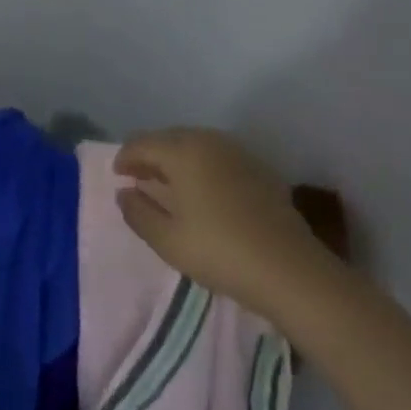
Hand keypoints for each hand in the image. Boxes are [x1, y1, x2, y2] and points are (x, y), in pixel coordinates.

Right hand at [115, 127, 331, 315]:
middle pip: (168, 138)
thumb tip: (125, 192)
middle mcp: (209, 141)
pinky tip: (203, 191)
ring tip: (168, 184)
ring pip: (195, 144)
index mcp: (182, 151)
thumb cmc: (220, 252)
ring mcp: (238, 152)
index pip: (142, 144)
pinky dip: (201, 165)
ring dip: (176, 158)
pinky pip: (217, 156)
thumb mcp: (167, 240)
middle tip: (139, 178)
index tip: (118, 176)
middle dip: (150, 154)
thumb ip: (137, 212)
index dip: (125, 158)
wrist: (292, 272)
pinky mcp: (259, 169)